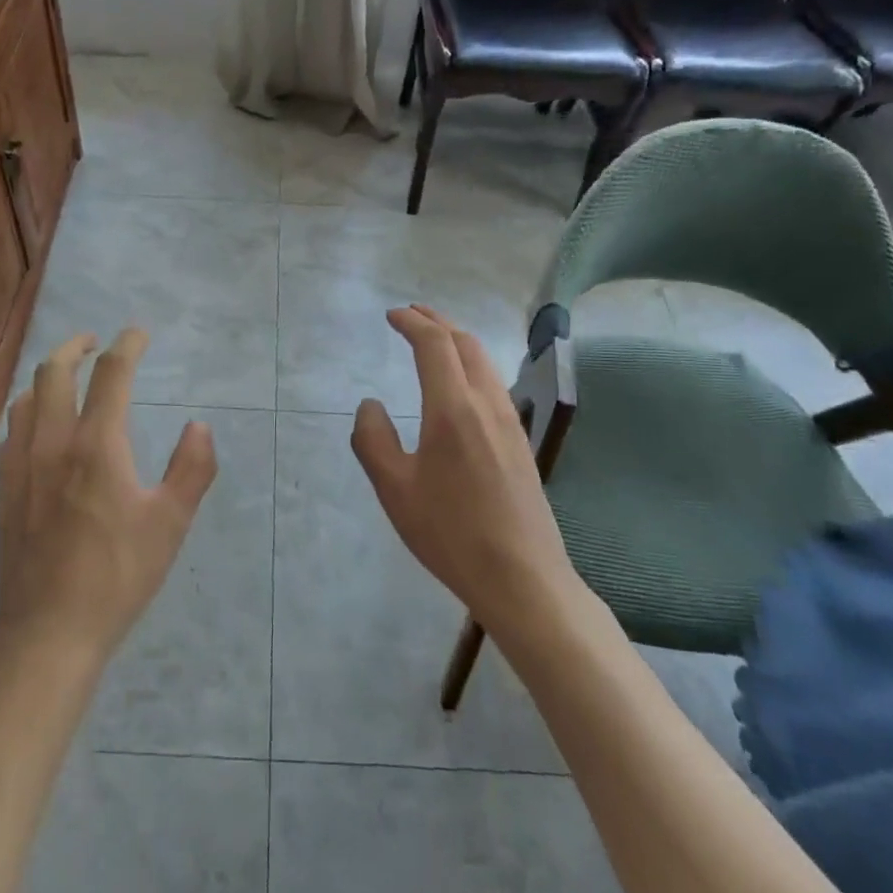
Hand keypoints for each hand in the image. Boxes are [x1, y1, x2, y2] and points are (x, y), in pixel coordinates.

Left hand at [0, 329, 218, 664]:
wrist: (48, 632)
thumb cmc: (118, 577)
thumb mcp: (170, 523)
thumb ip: (192, 468)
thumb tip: (199, 426)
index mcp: (97, 445)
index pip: (111, 374)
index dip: (127, 345)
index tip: (139, 333)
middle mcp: (53, 443)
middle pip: (54, 371)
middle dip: (76, 346)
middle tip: (96, 342)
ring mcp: (21, 465)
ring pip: (25, 397)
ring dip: (48, 375)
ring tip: (67, 376)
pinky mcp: (4, 489)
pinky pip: (12, 428)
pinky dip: (29, 407)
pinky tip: (38, 424)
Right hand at [350, 306, 582, 631]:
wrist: (522, 578)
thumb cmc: (450, 533)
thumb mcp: (394, 490)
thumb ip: (373, 440)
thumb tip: (370, 405)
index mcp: (453, 408)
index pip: (434, 344)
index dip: (412, 322)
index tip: (391, 315)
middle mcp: (486, 403)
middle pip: (465, 342)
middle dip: (437, 321)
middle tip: (412, 315)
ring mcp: (509, 422)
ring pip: (484, 361)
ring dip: (457, 340)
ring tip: (434, 339)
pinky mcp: (520, 441)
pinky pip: (493, 383)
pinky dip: (471, 364)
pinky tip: (460, 384)